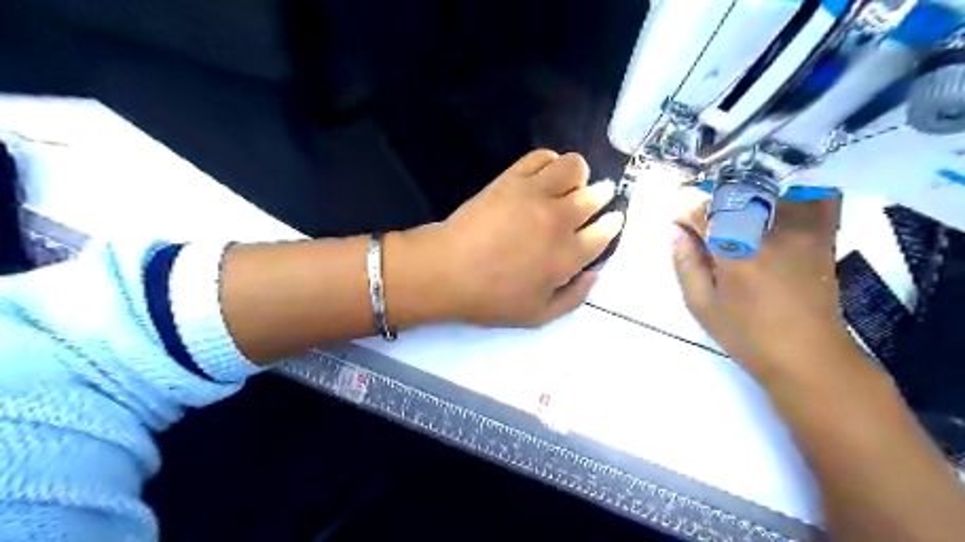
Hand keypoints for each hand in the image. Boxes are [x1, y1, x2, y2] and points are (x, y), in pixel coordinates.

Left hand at [411, 148, 621, 325]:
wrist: (447, 272)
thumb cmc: (491, 298)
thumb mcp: (538, 316)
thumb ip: (574, 297)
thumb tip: (595, 274)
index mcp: (568, 256)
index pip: (605, 231)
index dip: (612, 223)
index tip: (612, 219)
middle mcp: (559, 220)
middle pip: (596, 195)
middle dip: (602, 195)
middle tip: (593, 199)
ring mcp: (535, 195)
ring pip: (574, 167)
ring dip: (578, 174)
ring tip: (569, 184)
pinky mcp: (512, 179)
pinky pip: (542, 156)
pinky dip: (550, 161)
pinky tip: (545, 173)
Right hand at [672, 196, 858, 379]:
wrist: (809, 356)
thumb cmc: (747, 335)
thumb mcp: (701, 305)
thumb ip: (685, 264)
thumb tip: (677, 232)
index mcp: (734, 251)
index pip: (702, 211)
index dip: (684, 214)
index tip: (678, 225)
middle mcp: (769, 231)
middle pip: (732, 194)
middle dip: (710, 203)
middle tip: (701, 222)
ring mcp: (800, 229)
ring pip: (767, 190)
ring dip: (743, 196)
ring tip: (731, 214)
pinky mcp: (821, 234)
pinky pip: (810, 197)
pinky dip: (791, 193)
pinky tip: (773, 206)